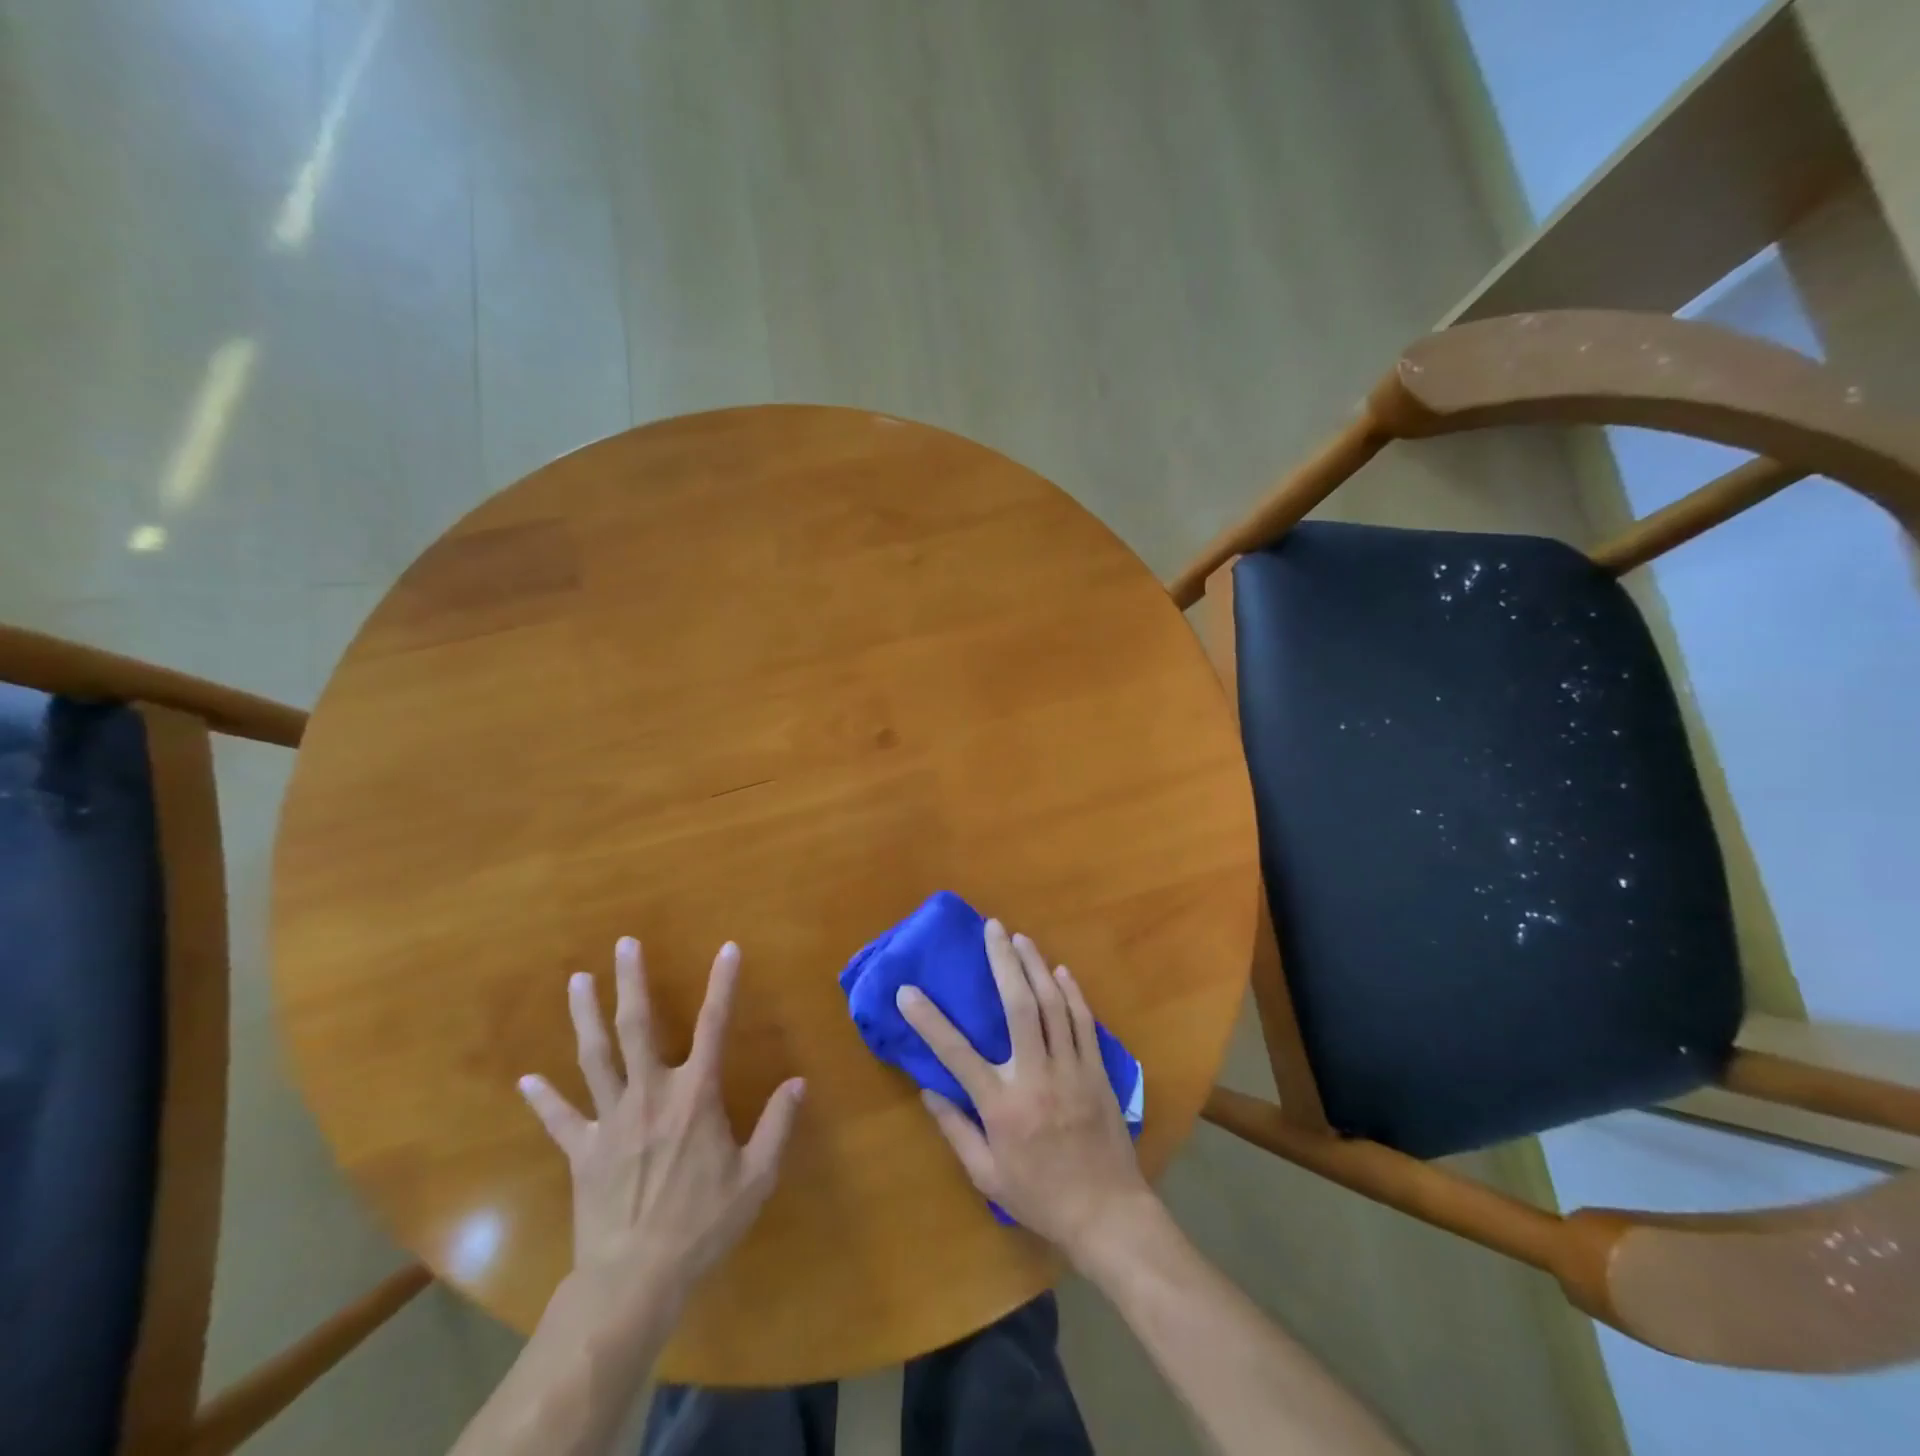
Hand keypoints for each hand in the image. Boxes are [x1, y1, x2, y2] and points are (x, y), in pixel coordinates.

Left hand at [518, 937, 804, 1307]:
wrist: (634, 1279)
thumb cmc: (702, 1224)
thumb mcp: (756, 1176)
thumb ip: (777, 1125)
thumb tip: (798, 1082)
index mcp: (695, 1096)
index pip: (714, 1025)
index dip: (723, 984)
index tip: (728, 948)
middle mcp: (650, 1094)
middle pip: (637, 1027)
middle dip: (632, 982)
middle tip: (624, 944)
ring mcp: (610, 1120)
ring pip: (595, 1058)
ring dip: (585, 1017)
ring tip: (577, 980)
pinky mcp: (582, 1151)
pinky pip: (560, 1119)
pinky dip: (543, 1099)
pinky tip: (526, 1080)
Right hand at [897, 918, 1152, 1261]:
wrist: (1107, 1215)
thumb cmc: (1040, 1197)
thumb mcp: (986, 1175)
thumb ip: (956, 1130)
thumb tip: (929, 1089)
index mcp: (1002, 1105)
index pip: (956, 1053)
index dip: (929, 1020)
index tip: (908, 990)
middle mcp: (1035, 1076)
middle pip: (1018, 1006)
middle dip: (1003, 962)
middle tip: (993, 929)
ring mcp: (1070, 1070)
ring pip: (1053, 1005)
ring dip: (1036, 966)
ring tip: (1021, 938)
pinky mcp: (1097, 1071)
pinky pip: (1083, 1022)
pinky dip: (1072, 993)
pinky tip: (1060, 971)